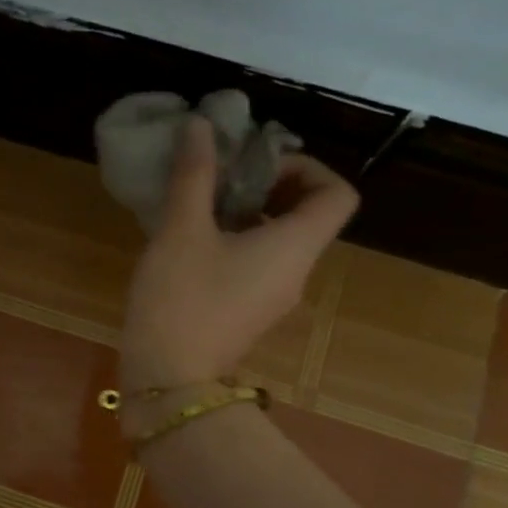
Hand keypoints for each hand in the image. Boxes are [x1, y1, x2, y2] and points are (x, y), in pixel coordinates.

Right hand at [122, 116, 359, 388]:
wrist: (168, 381)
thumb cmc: (180, 299)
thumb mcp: (181, 230)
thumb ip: (195, 175)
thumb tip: (201, 125)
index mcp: (294, 246)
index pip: (339, 194)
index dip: (307, 168)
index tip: (256, 167)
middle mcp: (297, 272)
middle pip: (309, 216)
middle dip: (270, 187)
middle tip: (223, 181)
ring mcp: (275, 298)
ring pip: (281, 241)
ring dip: (250, 215)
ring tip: (201, 209)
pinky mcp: (250, 315)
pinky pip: (259, 266)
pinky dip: (238, 244)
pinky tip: (192, 245)